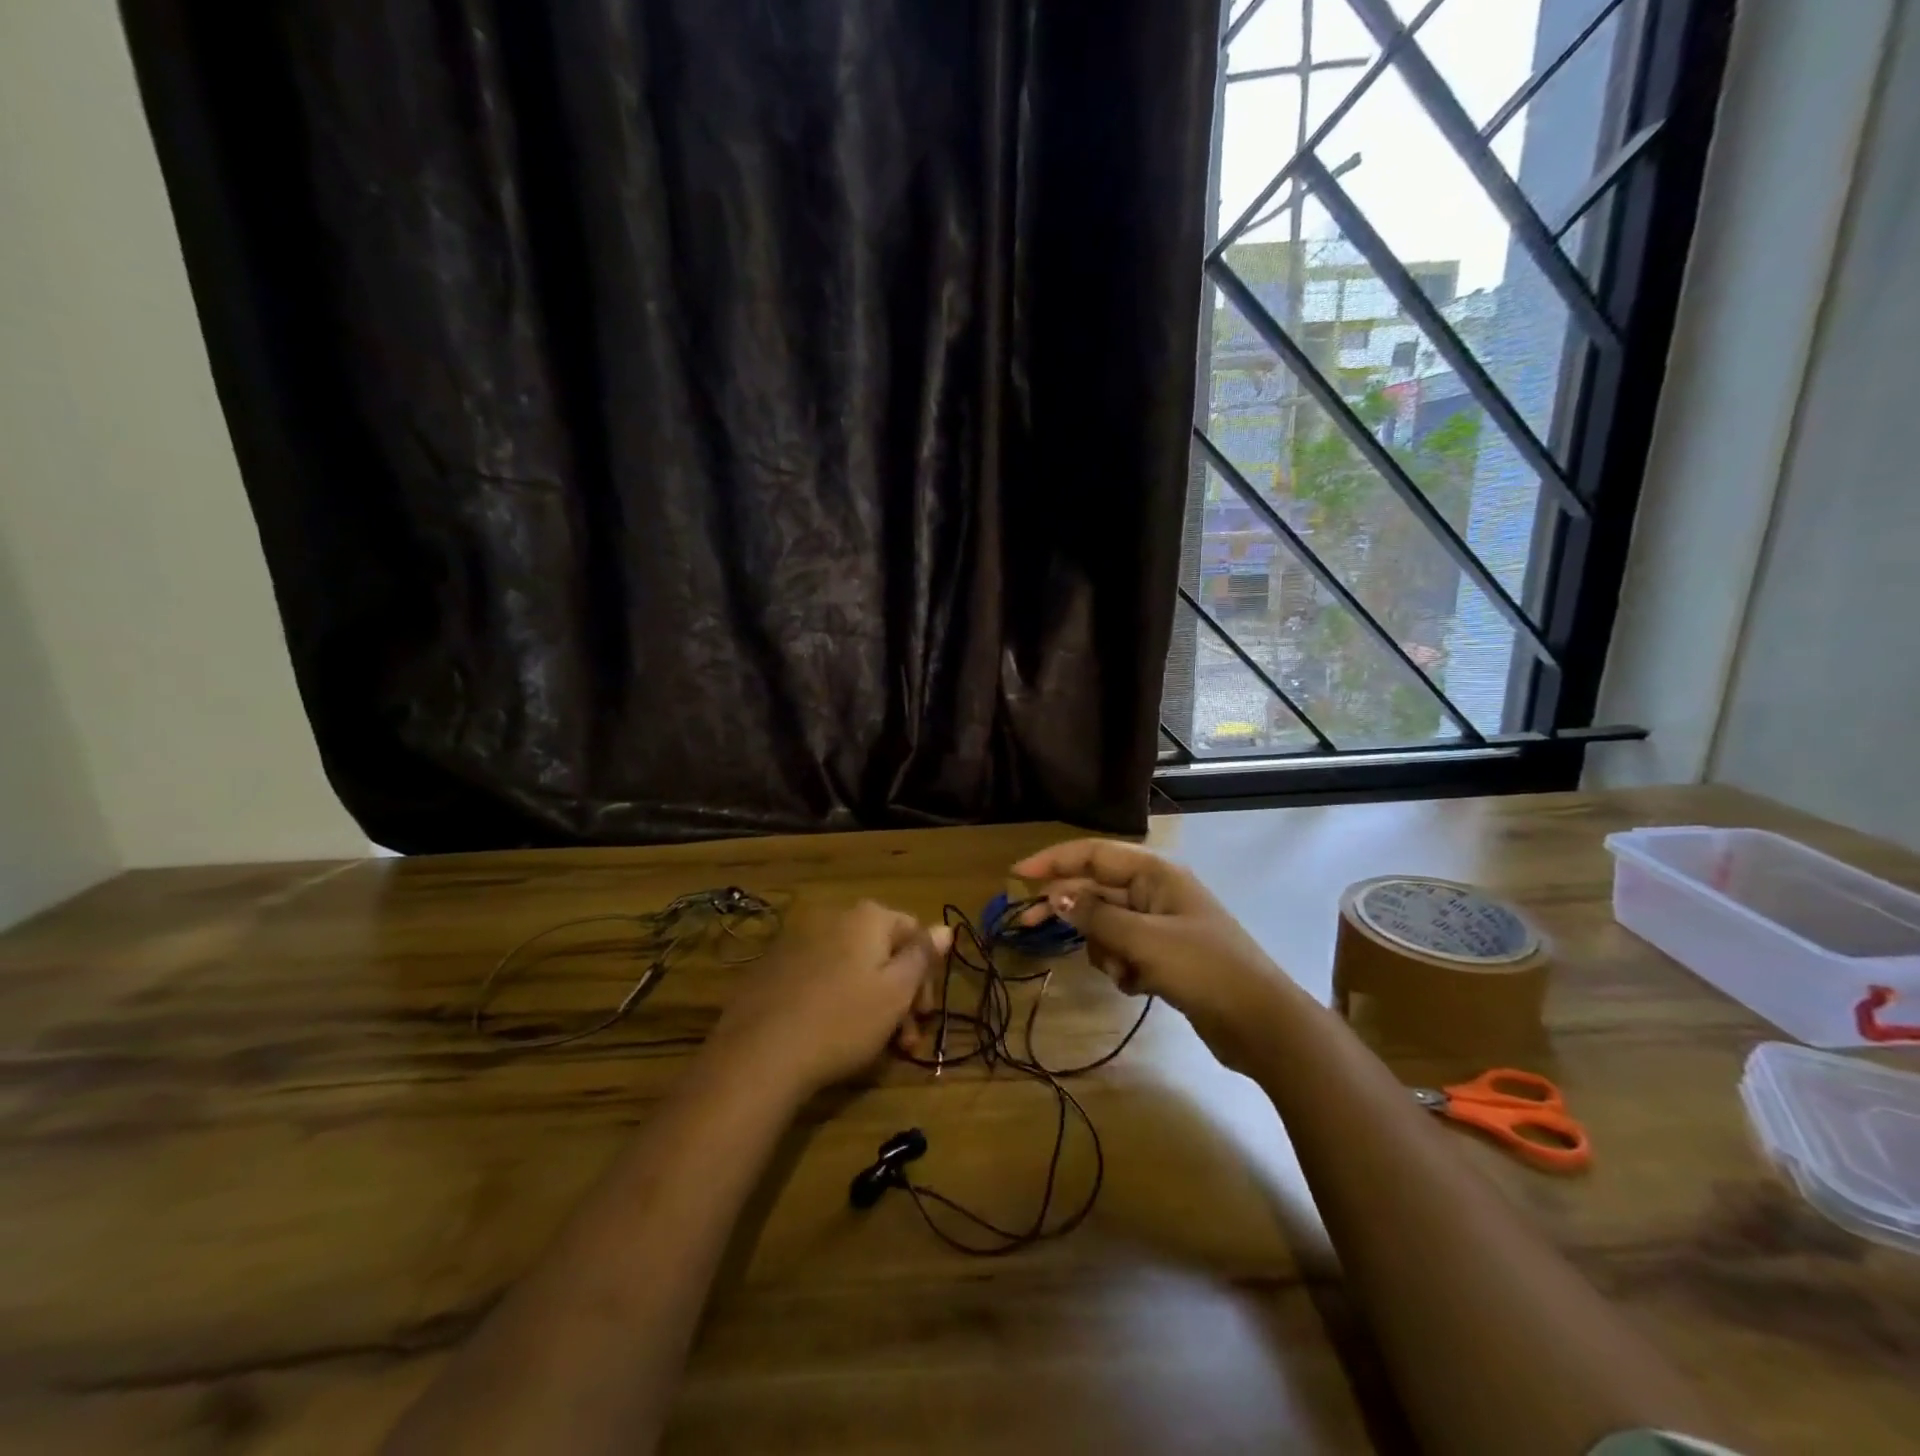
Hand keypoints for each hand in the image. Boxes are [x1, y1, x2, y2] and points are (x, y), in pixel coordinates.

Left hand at [707, 900, 950, 1098]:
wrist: (760, 1053)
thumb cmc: (843, 1020)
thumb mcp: (896, 992)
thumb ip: (923, 956)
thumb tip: (945, 927)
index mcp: (867, 917)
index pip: (913, 932)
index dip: (926, 974)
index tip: (924, 1016)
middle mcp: (833, 917)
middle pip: (881, 950)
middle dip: (899, 993)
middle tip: (904, 1040)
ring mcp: (798, 941)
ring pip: (851, 967)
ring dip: (870, 1000)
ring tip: (872, 1047)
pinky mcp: (773, 968)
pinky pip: (819, 977)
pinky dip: (835, 999)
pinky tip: (832, 1034)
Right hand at [1011, 839, 1292, 1073]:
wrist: (1260, 1023)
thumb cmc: (1203, 968)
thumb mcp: (1144, 939)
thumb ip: (1096, 916)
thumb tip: (1055, 896)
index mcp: (1155, 873)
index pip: (1093, 854)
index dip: (1053, 861)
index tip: (1017, 876)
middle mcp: (1155, 892)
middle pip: (1095, 890)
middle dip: (1068, 909)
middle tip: (1028, 924)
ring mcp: (1160, 924)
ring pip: (1107, 925)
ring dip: (1104, 948)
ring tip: (1124, 970)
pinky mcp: (1163, 955)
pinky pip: (1123, 951)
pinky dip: (1122, 967)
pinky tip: (1139, 986)